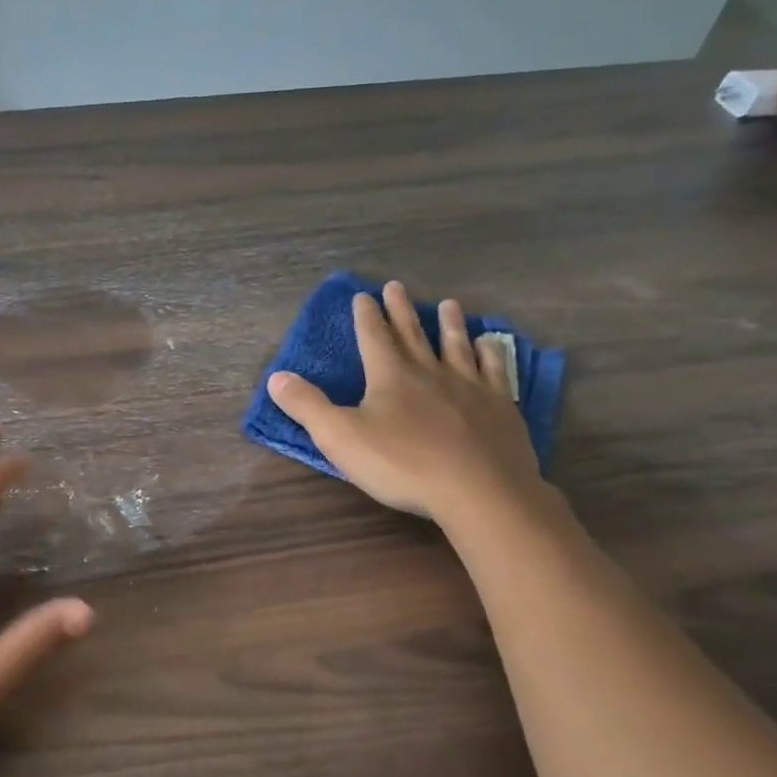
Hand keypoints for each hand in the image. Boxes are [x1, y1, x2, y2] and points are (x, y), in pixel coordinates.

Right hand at [266, 285, 542, 526]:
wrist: (479, 490)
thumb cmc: (402, 464)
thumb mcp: (340, 437)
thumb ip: (307, 406)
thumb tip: (276, 377)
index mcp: (390, 376)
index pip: (373, 337)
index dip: (366, 316)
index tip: (363, 295)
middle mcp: (430, 372)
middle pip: (413, 334)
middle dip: (401, 310)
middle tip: (396, 287)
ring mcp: (470, 387)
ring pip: (457, 346)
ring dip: (450, 324)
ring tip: (449, 305)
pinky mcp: (499, 407)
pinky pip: (495, 370)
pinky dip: (491, 353)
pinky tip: (491, 344)